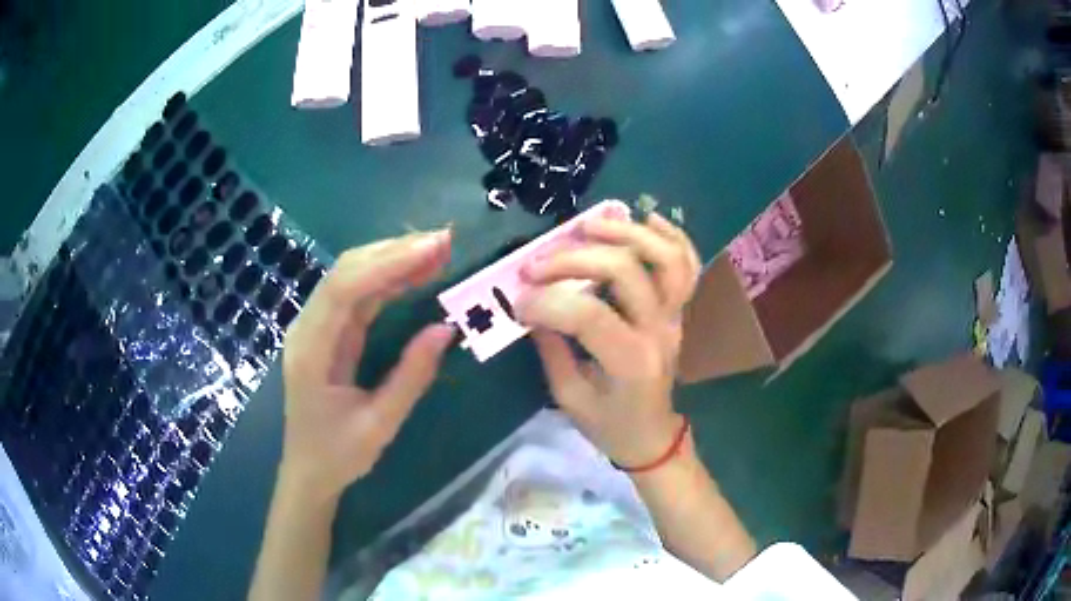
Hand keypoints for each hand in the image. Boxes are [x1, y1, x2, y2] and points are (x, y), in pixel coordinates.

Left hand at [279, 230, 454, 502]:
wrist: (308, 471)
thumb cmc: (337, 455)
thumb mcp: (379, 425)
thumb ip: (411, 377)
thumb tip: (446, 328)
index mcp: (311, 351)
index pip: (344, 289)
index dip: (388, 263)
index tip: (433, 249)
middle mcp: (308, 328)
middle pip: (346, 271)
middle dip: (395, 251)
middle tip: (445, 241)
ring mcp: (316, 327)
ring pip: (352, 277)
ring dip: (393, 259)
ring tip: (438, 250)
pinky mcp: (329, 332)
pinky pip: (358, 295)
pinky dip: (388, 279)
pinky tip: (416, 273)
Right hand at [518, 212, 701, 467]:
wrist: (651, 434)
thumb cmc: (608, 424)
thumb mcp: (568, 397)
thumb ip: (551, 348)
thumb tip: (531, 306)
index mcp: (631, 363)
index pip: (589, 315)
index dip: (547, 302)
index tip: (517, 303)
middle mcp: (659, 331)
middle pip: (624, 271)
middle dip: (572, 259)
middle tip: (533, 265)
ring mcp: (674, 316)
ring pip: (665, 258)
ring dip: (625, 233)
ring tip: (586, 226)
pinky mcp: (679, 309)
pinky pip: (687, 264)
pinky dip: (671, 235)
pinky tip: (644, 218)